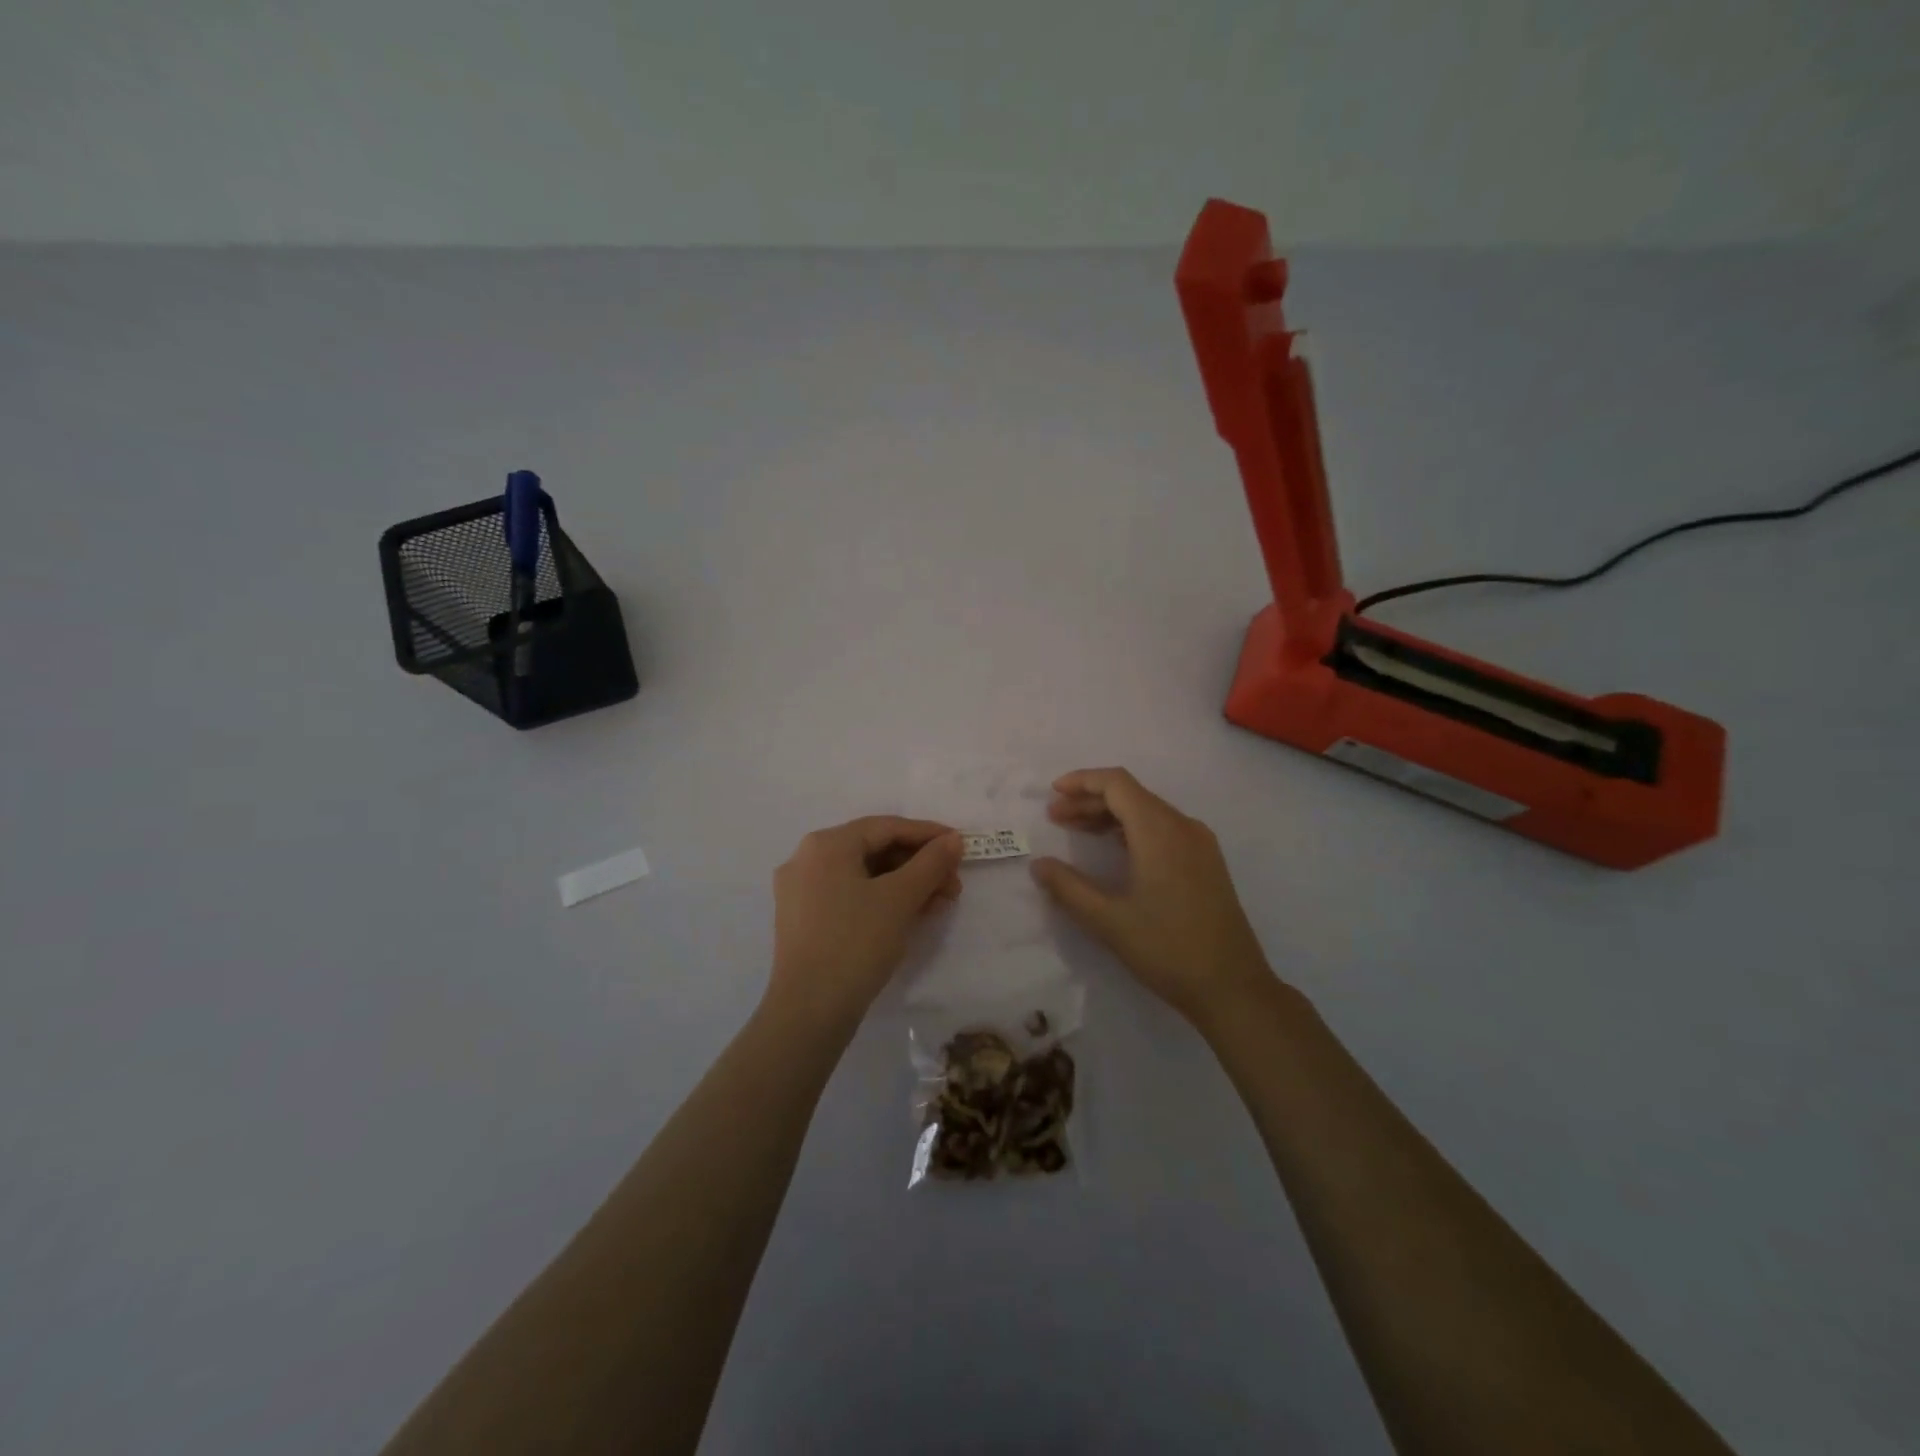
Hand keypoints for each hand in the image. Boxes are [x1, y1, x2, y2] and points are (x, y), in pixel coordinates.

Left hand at [767, 817, 964, 1028]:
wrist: (810, 1011)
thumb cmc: (856, 942)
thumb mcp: (900, 898)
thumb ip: (931, 863)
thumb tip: (953, 839)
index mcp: (826, 845)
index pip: (886, 827)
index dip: (928, 835)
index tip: (960, 846)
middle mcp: (807, 859)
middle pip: (874, 850)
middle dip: (919, 865)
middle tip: (953, 884)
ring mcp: (801, 891)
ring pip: (864, 876)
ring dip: (905, 885)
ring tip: (940, 903)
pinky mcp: (804, 921)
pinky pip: (850, 896)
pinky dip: (882, 901)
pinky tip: (912, 915)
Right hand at [1031, 768, 1273, 1024]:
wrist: (1233, 988)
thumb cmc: (1167, 949)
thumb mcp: (1108, 920)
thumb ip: (1068, 887)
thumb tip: (1039, 864)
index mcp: (1160, 831)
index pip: (1117, 784)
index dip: (1082, 781)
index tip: (1053, 794)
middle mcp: (1183, 826)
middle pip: (1132, 795)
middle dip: (1090, 800)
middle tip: (1056, 818)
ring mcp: (1200, 844)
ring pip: (1148, 812)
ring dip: (1110, 816)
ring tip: (1076, 831)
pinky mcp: (1207, 863)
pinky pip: (1164, 829)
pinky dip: (1132, 830)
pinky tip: (1114, 851)